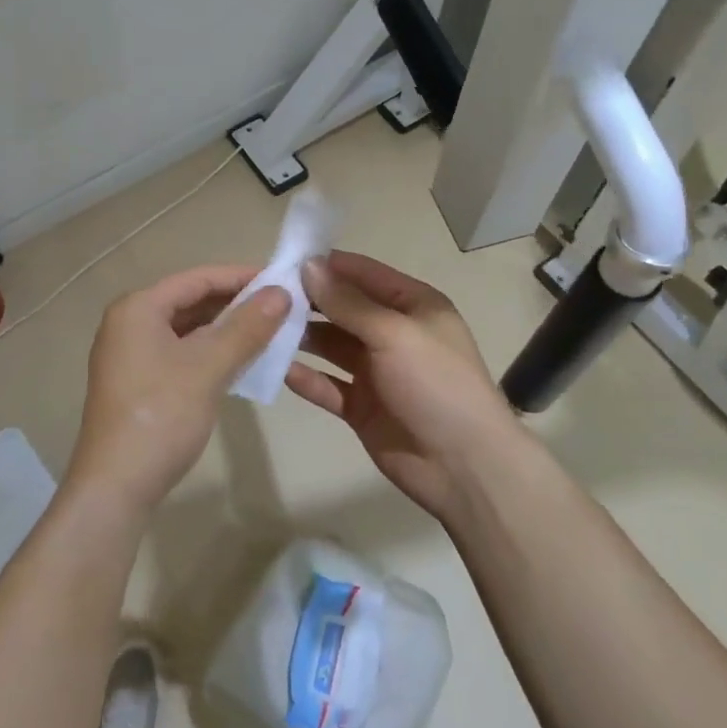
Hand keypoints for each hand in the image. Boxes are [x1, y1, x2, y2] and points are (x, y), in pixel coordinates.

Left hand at [70, 265, 289, 518]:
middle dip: (235, 304)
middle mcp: (129, 323)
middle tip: (281, 307)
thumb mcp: (209, 367)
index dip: (241, 277)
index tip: (281, 280)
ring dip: (225, 329)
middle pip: (190, 301)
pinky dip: (210, 352)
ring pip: (186, 329)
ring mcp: (130, 355)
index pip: (197, 278)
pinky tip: (240, 362)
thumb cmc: (161, 416)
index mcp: (138, 308)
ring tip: (269, 331)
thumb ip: (246, 327)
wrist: (115, 487)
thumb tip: (282, 293)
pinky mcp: (137, 382)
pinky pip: (180, 353)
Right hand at [286, 251, 523, 520]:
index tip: (283, 260)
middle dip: (307, 301)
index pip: (363, 274)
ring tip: (262, 329)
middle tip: (262, 296)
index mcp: (412, 306)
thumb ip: (349, 302)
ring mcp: (376, 371)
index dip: (326, 265)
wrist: (464, 467)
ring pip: (331, 346)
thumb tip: (309, 266)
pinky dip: (306, 378)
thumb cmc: (436, 384)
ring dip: (302, 338)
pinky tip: (277, 369)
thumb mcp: (394, 333)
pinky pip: (328, 385)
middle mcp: (392, 333)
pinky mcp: (362, 407)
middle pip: (343, 309)